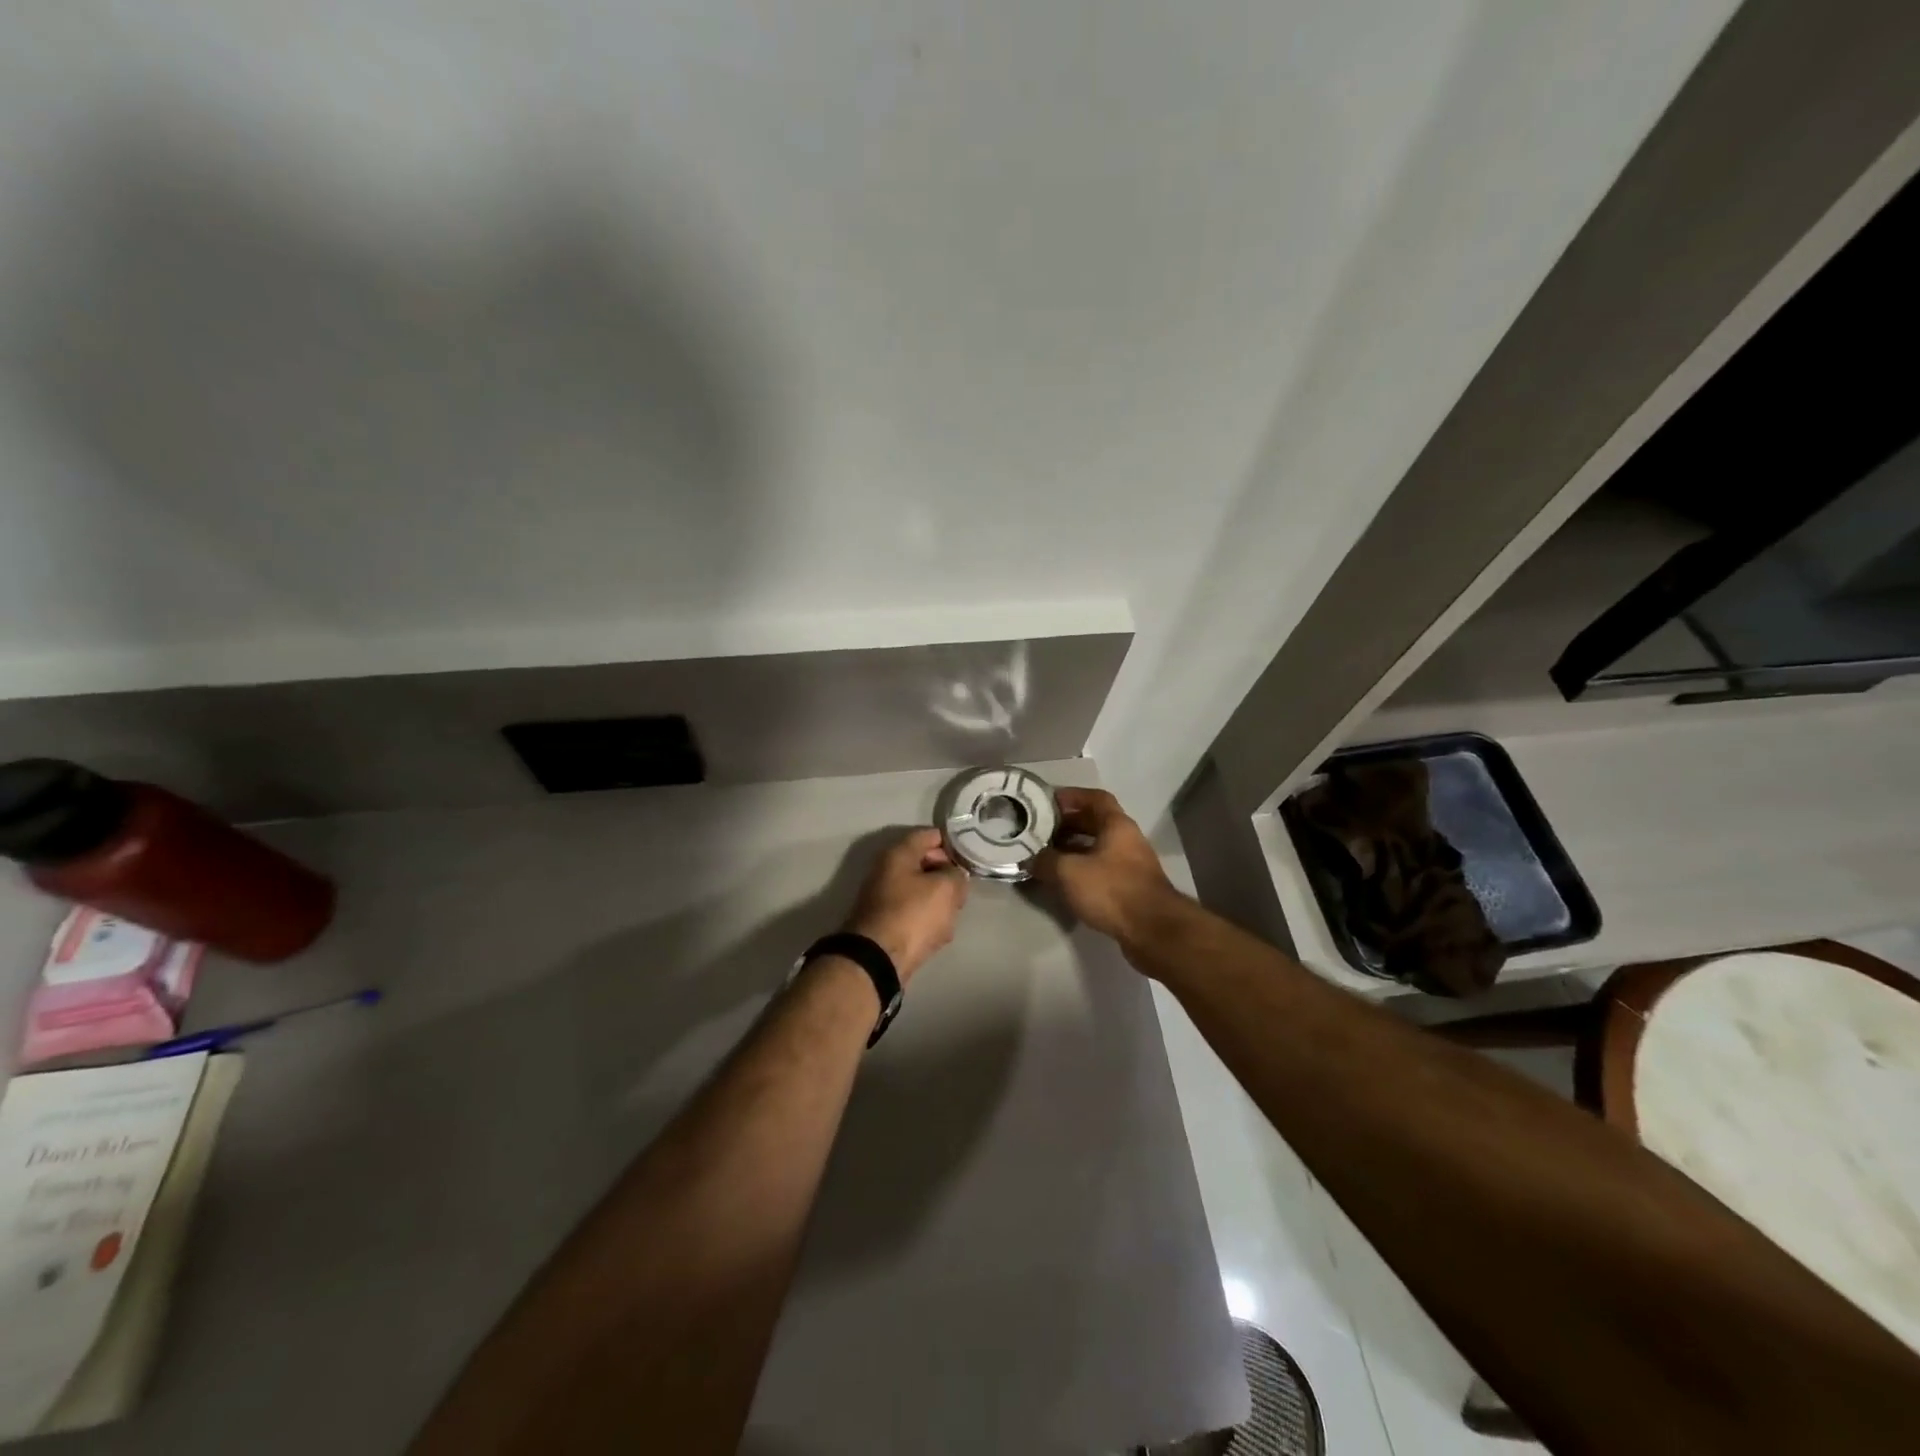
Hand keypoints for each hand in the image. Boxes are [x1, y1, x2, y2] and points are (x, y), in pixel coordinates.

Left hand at [844, 827, 969, 984]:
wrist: (878, 960)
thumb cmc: (912, 915)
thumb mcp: (945, 889)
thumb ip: (956, 875)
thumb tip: (954, 875)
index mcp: (898, 854)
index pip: (929, 835)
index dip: (952, 842)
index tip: (970, 855)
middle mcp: (887, 870)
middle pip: (925, 863)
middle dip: (947, 874)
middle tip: (963, 889)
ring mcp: (885, 897)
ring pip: (921, 890)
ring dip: (939, 900)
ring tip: (953, 913)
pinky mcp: (886, 922)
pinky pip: (914, 912)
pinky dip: (928, 919)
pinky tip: (940, 932)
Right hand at [1032, 788, 1181, 944]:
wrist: (1152, 931)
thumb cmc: (1111, 890)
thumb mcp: (1069, 872)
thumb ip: (1046, 861)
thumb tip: (1030, 859)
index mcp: (1117, 825)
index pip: (1095, 798)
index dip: (1072, 796)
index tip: (1049, 802)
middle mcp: (1128, 840)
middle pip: (1095, 823)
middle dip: (1068, 824)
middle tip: (1041, 830)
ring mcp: (1132, 865)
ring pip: (1098, 848)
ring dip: (1074, 849)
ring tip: (1047, 856)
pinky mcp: (1131, 888)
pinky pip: (1102, 870)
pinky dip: (1083, 870)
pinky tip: (1065, 882)